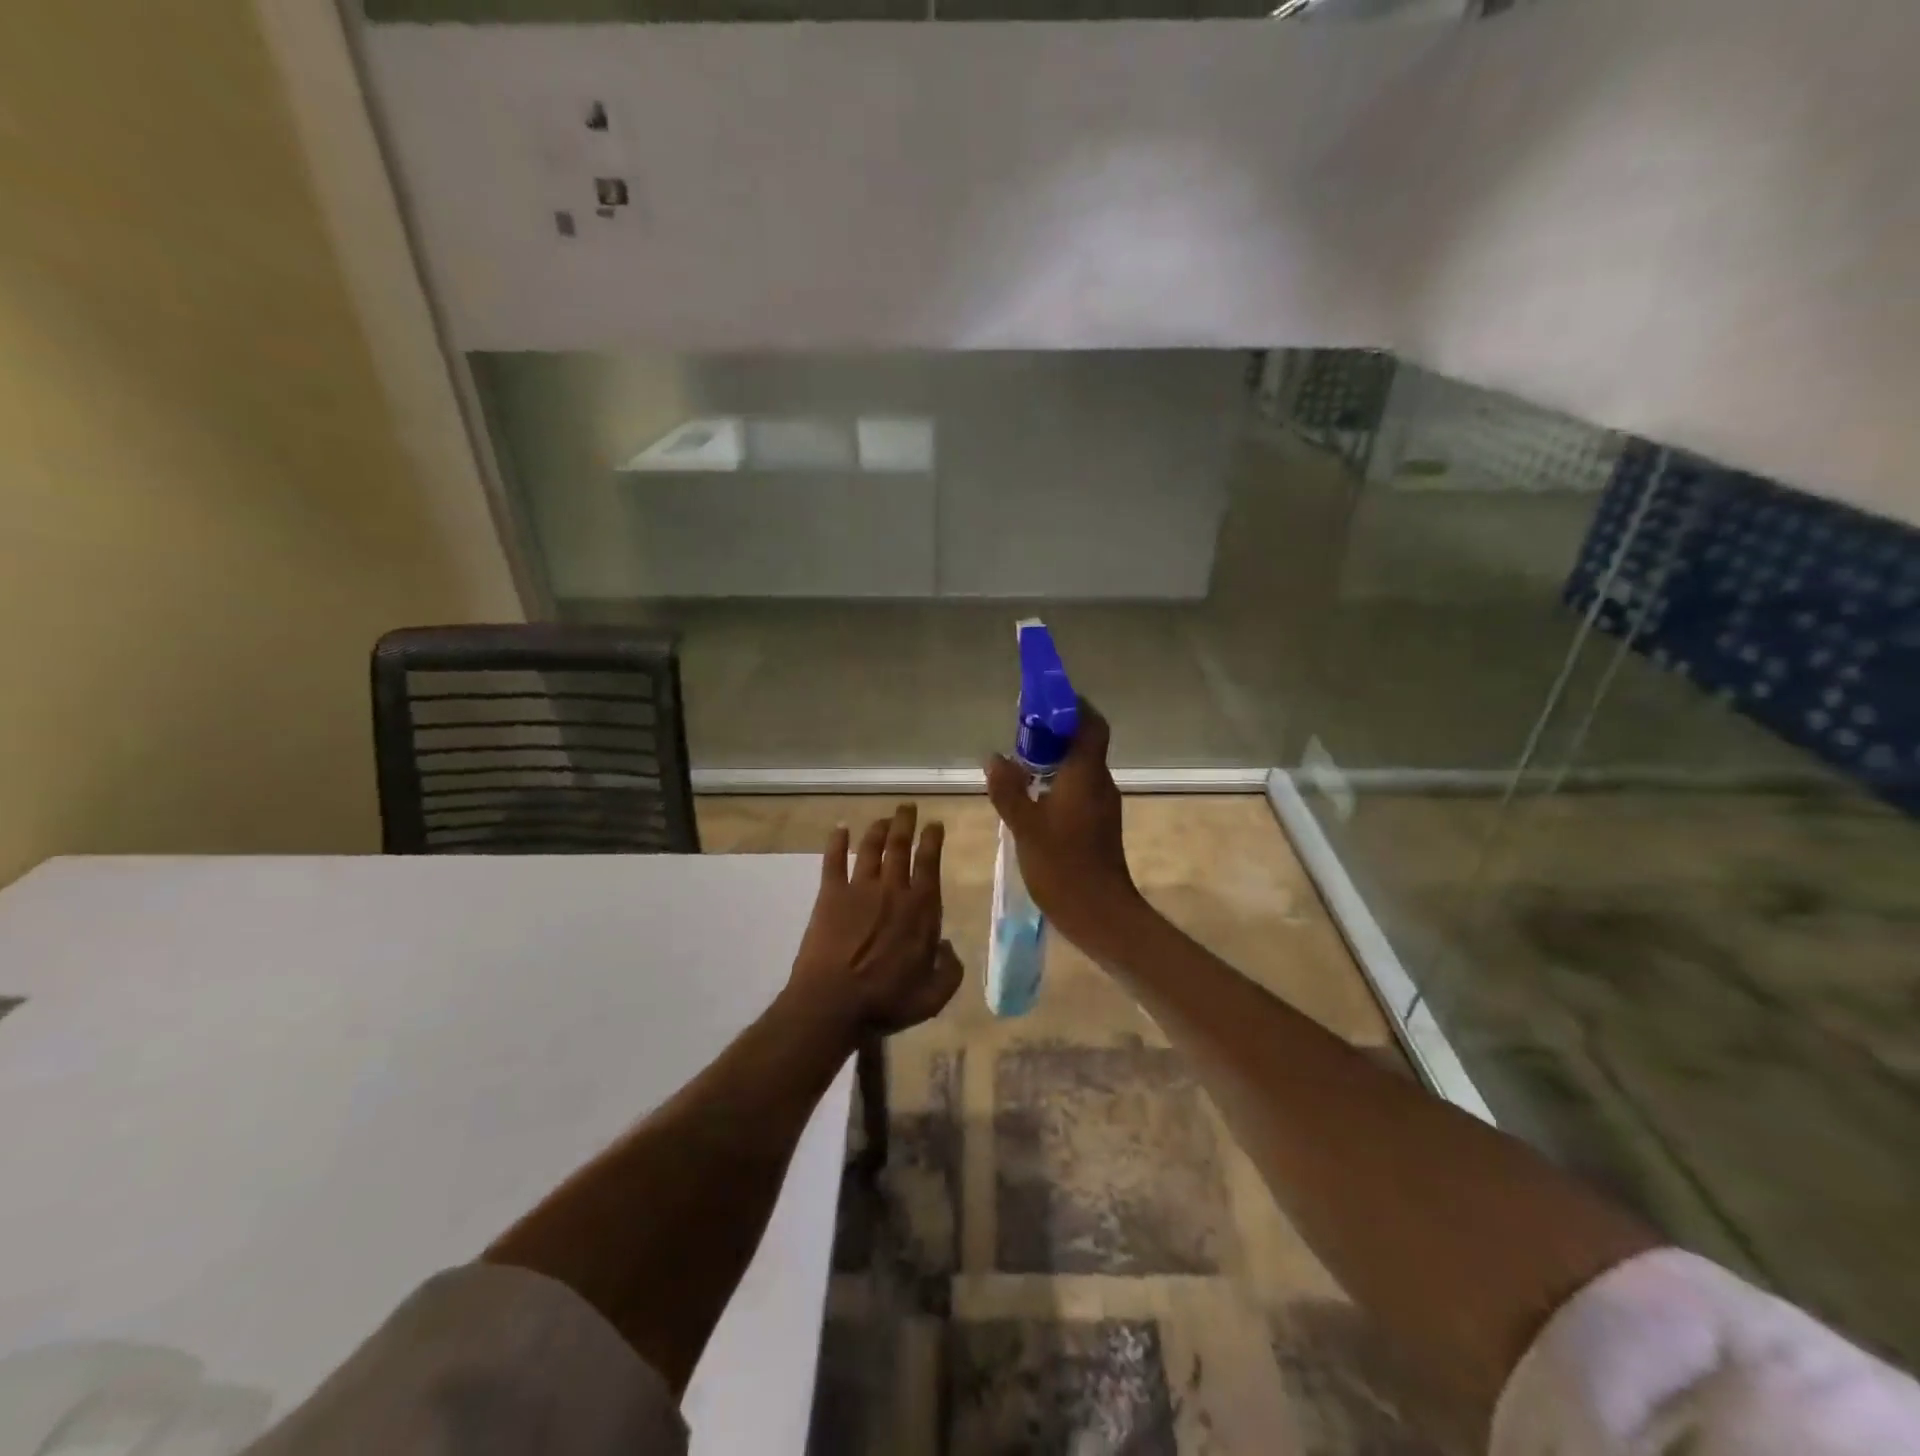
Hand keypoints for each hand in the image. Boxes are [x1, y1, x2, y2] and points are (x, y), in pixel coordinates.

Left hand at [789, 804, 962, 1036]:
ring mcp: (859, 889)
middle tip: (908, 807)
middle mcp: (893, 890)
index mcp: (921, 909)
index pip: (929, 863)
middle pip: (900, 846)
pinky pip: (833, 861)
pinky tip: (839, 828)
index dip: (932, 840)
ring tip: (884, 818)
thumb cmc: (886, 1001)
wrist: (833, 1002)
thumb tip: (949, 947)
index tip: (934, 824)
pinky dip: (836, 842)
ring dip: (878, 829)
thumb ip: (950, 970)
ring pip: (870, 848)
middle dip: (906, 823)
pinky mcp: (830, 895)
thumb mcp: (933, 996)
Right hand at [984, 700, 1144, 953]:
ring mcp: (1100, 804)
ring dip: (1053, 756)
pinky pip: (1077, 787)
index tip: (1044, 700)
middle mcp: (1099, 782)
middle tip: (1020, 729)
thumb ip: (1008, 789)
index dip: (1072, 706)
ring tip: (1019, 759)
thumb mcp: (1025, 826)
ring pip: (1079, 766)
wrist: (1099, 913)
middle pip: (1083, 742)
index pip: (1090, 724)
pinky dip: (1056, 780)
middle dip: (1055, 730)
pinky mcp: (1096, 823)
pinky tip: (1030, 793)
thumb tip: (993, 757)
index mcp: (1086, 774)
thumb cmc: (1063, 865)